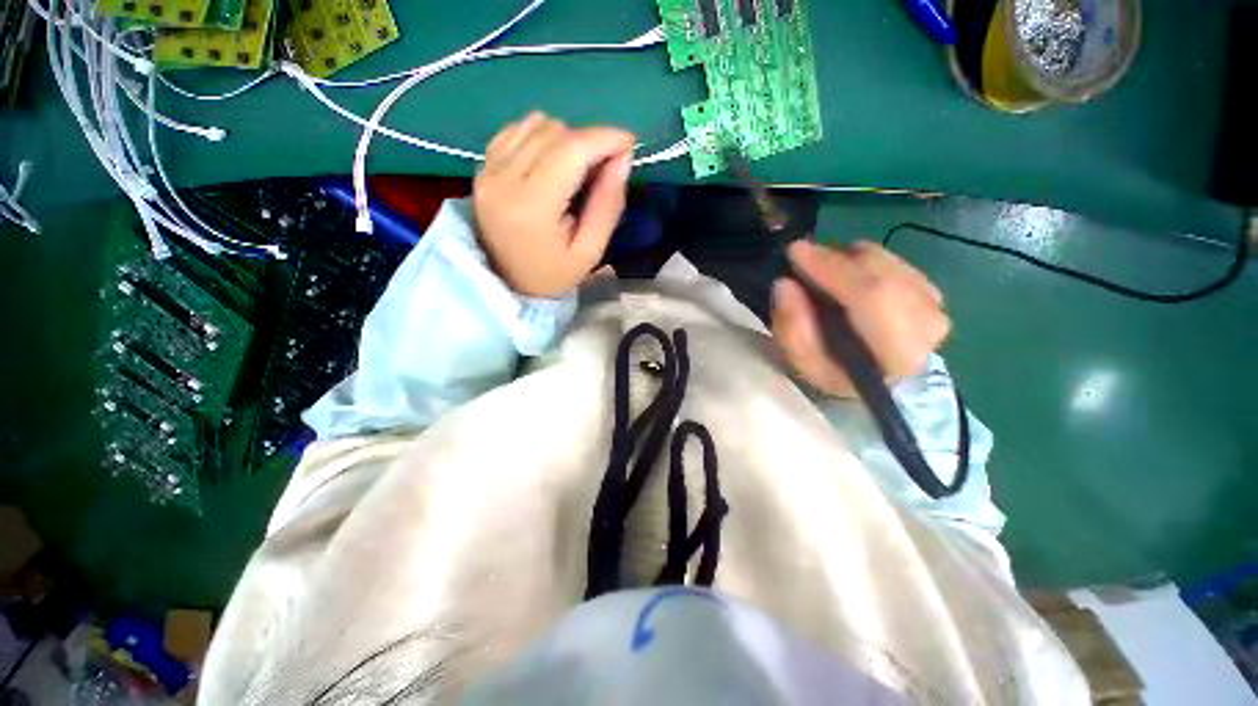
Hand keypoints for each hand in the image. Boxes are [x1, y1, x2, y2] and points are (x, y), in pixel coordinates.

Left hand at [473, 112, 635, 297]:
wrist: (505, 284)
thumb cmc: (553, 274)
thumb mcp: (590, 252)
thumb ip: (608, 205)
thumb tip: (623, 158)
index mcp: (532, 207)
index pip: (571, 151)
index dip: (604, 138)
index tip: (629, 143)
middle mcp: (503, 179)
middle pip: (555, 132)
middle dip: (589, 141)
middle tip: (605, 165)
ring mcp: (488, 170)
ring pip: (536, 124)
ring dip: (566, 139)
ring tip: (578, 168)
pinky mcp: (482, 167)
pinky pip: (517, 130)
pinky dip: (541, 136)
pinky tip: (552, 160)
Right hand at [772, 240, 949, 397]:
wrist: (874, 377)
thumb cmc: (836, 373)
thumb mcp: (803, 364)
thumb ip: (792, 328)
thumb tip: (784, 284)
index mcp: (898, 354)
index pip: (871, 297)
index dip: (832, 269)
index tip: (794, 251)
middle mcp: (927, 325)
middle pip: (879, 272)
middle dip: (834, 258)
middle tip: (800, 254)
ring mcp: (934, 303)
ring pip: (883, 261)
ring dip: (844, 258)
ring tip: (818, 269)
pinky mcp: (930, 288)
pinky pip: (889, 259)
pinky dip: (860, 260)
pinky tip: (843, 273)